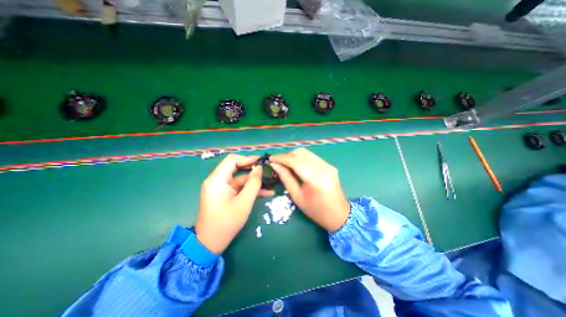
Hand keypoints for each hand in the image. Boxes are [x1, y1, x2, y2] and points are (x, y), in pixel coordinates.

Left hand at [195, 154, 273, 255]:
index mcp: (217, 180)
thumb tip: (259, 168)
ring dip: (254, 181)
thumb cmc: (227, 222)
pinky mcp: (225, 195)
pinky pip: (239, 188)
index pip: (232, 160)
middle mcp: (217, 181)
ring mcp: (221, 188)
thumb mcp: (244, 202)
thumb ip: (253, 183)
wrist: (210, 243)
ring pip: (240, 179)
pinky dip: (250, 189)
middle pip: (236, 168)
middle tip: (267, 169)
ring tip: (271, 182)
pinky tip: (266, 193)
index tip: (261, 162)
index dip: (247, 158)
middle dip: (253, 169)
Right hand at [269, 148, 350, 231]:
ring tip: (285, 163)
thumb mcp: (297, 197)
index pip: (295, 161)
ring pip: (306, 152)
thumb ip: (286, 178)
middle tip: (277, 163)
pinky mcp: (329, 165)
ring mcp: (328, 165)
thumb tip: (275, 165)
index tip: (270, 159)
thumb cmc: (316, 210)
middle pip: (301, 153)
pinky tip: (296, 165)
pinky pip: (312, 157)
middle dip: (287, 155)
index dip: (281, 158)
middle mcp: (323, 168)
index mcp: (315, 179)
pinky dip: (301, 158)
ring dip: (293, 156)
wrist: (339, 214)